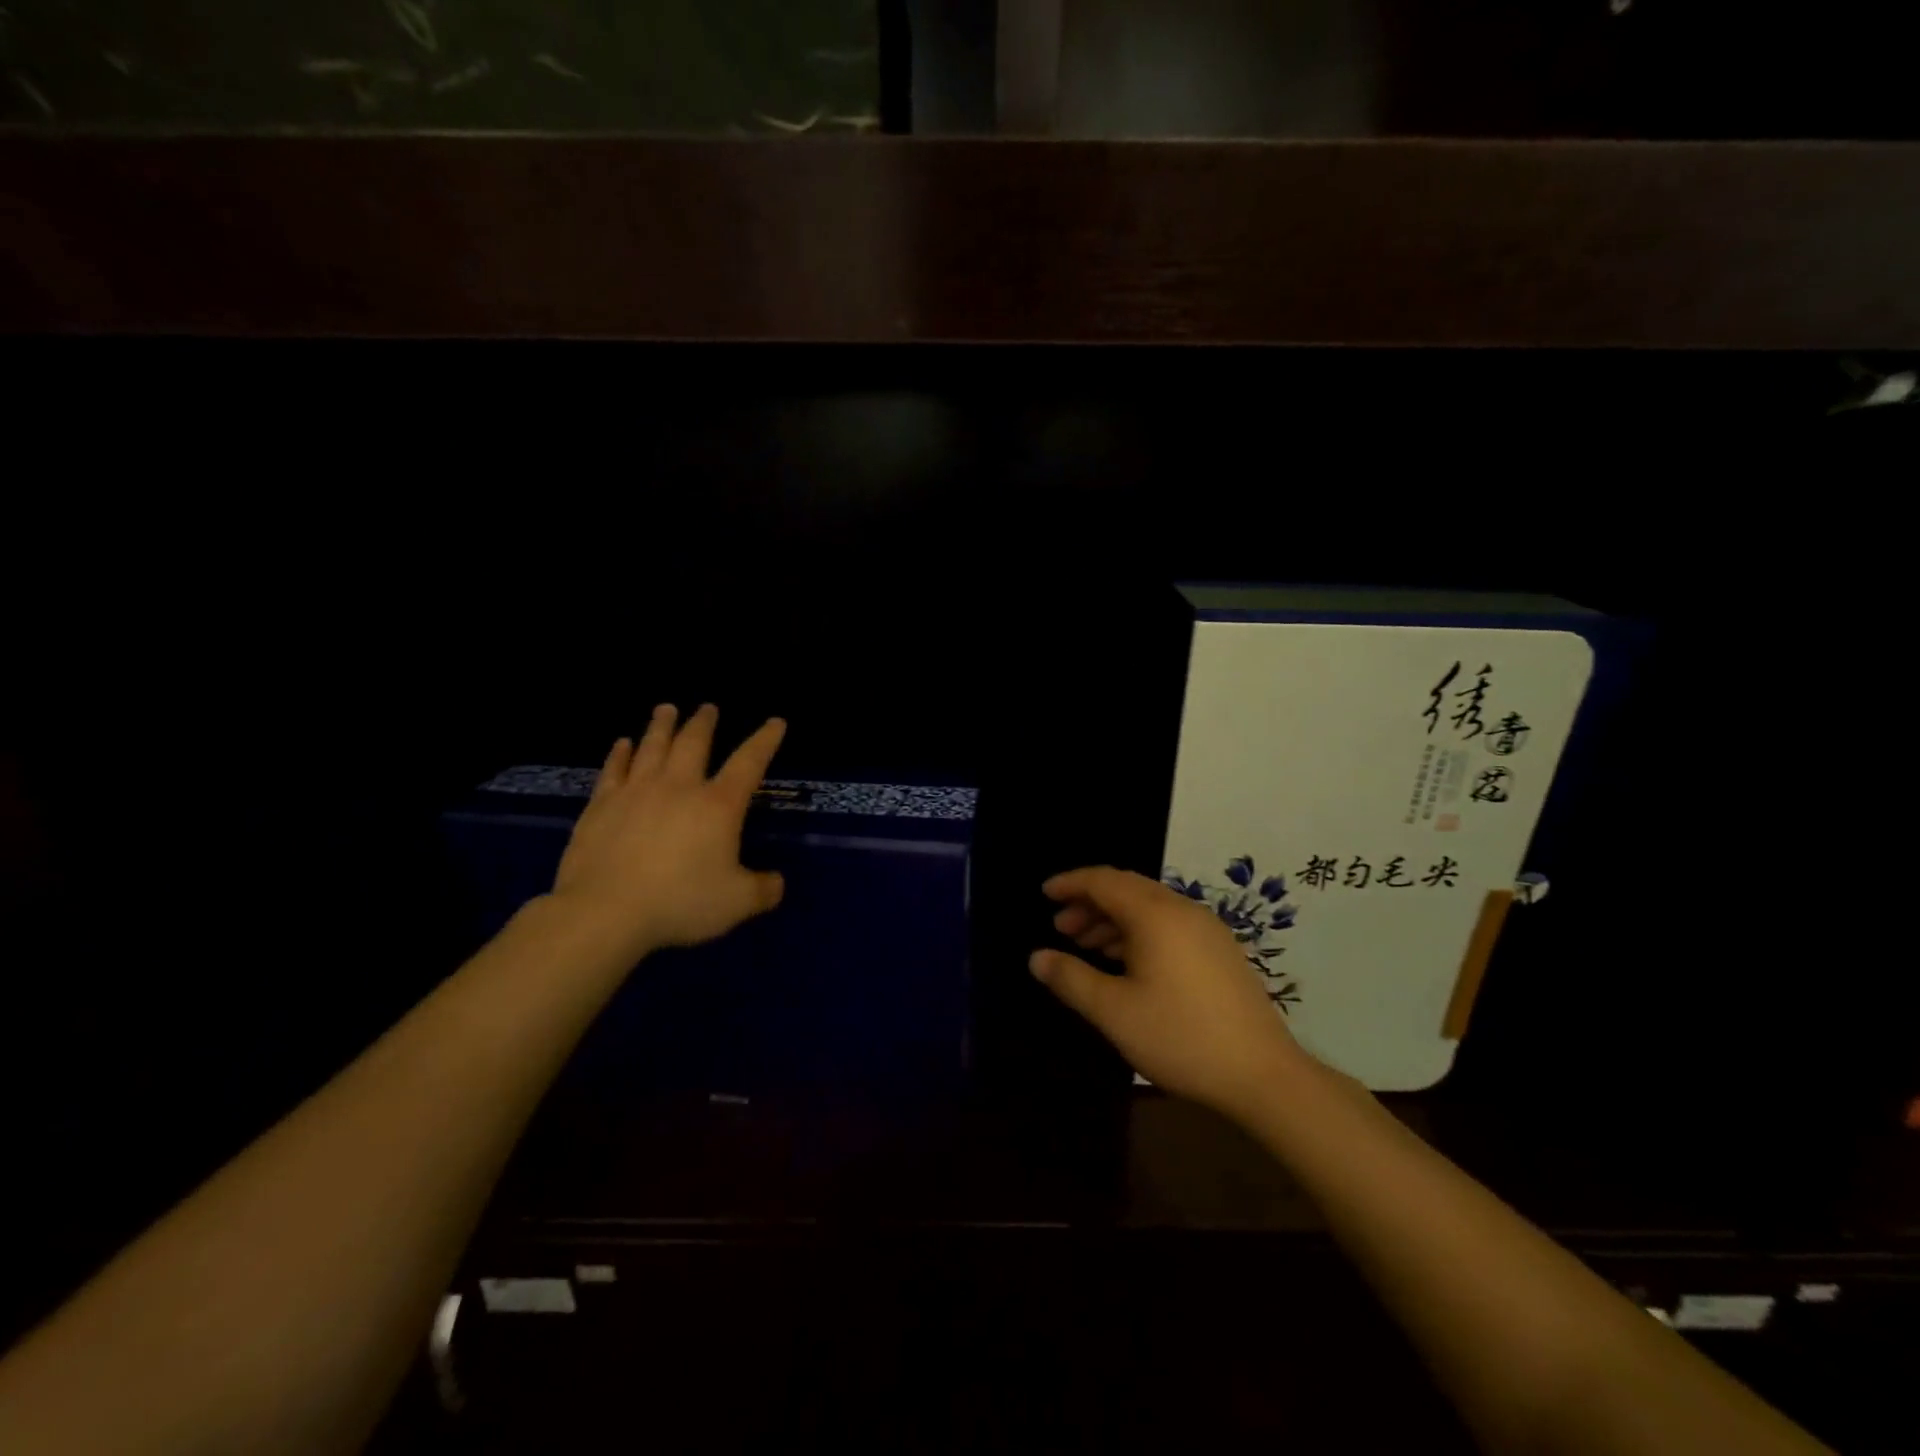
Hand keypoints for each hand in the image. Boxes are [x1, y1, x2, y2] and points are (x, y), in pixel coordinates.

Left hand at [551, 704, 786, 959]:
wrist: (604, 911)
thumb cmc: (679, 902)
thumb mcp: (736, 903)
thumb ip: (763, 890)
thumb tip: (776, 883)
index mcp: (718, 805)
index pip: (749, 763)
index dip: (765, 740)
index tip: (776, 721)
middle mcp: (679, 787)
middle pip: (693, 743)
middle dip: (704, 723)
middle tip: (708, 707)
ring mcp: (636, 792)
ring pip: (652, 746)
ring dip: (661, 725)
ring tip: (666, 708)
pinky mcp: (601, 805)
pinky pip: (613, 769)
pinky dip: (620, 753)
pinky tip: (622, 743)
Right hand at [1032, 866, 1306, 1118]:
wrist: (1263, 1075)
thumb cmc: (1180, 1037)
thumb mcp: (1114, 1011)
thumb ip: (1071, 979)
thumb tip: (1037, 957)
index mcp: (1155, 914)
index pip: (1104, 881)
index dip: (1071, 884)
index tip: (1044, 894)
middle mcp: (1182, 910)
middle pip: (1127, 889)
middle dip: (1090, 902)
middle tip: (1060, 927)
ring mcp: (1206, 930)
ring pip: (1149, 908)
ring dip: (1113, 919)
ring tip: (1086, 945)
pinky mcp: (1219, 951)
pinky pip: (1168, 925)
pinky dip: (1138, 933)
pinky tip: (1125, 962)